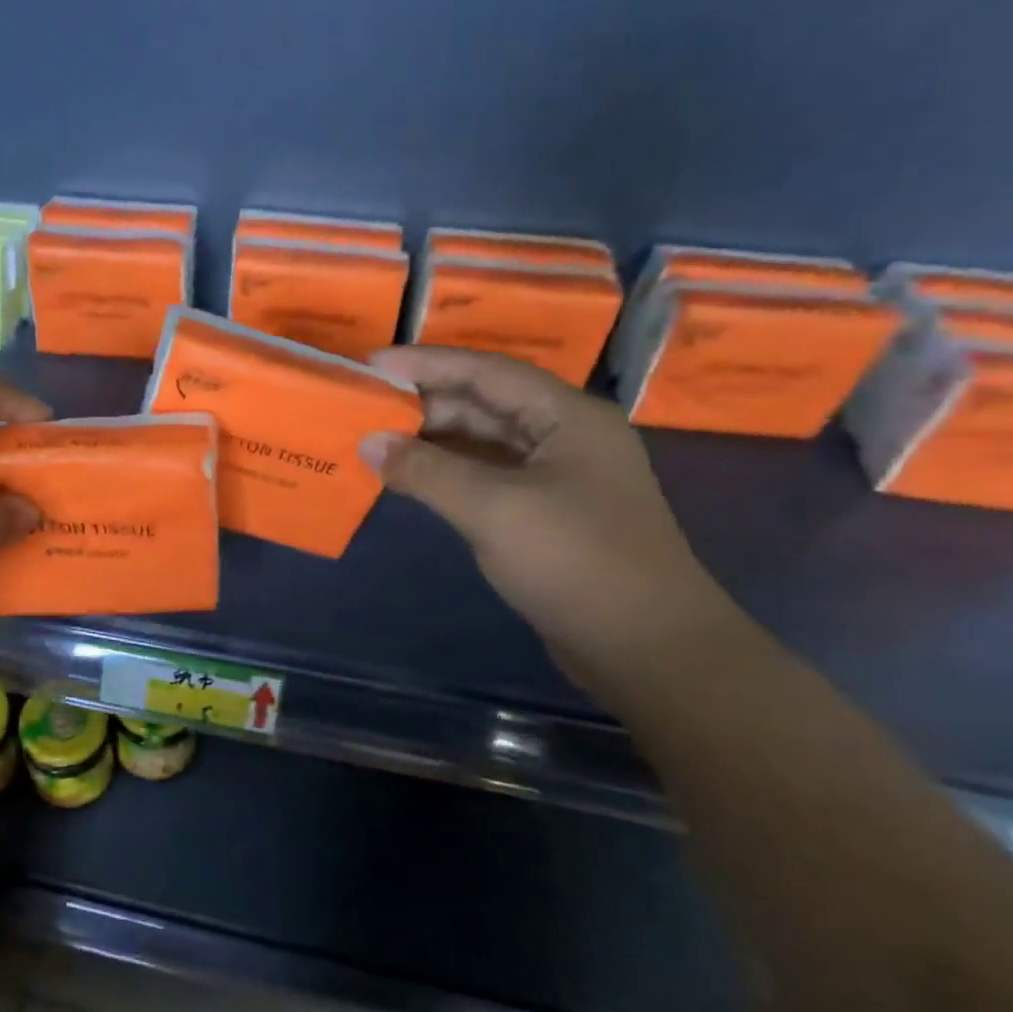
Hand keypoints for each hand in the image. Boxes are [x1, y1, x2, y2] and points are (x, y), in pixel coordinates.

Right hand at [360, 347, 740, 693]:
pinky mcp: (545, 512)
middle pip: (485, 402)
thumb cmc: (575, 562)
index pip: (486, 371)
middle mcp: (565, 435)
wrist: (647, 648)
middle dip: (425, 402)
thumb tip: (368, 442)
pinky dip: (447, 472)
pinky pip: (486, 476)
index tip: (370, 364)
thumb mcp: (493, 509)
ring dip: (432, 440)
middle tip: (365, 406)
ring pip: (484, 441)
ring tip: (376, 440)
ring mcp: (557, 475)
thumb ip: (427, 470)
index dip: (426, 363)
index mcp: (567, 416)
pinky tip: (409, 478)